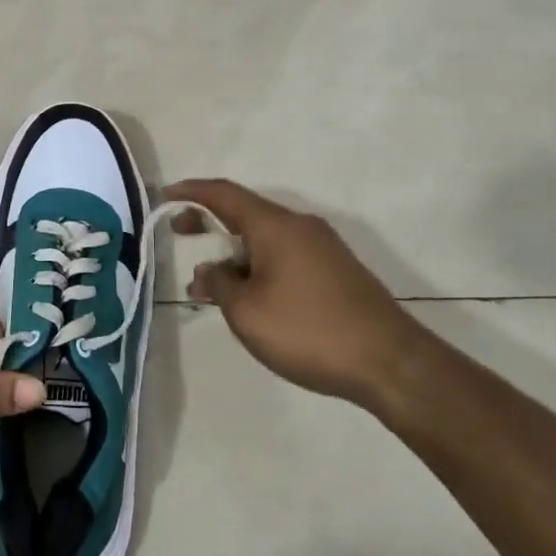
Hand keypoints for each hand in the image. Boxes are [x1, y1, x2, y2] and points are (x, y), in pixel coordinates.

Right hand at [165, 179, 426, 401]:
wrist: (390, 363)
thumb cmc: (308, 330)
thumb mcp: (246, 311)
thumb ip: (219, 283)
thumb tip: (209, 271)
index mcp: (275, 226)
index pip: (224, 194)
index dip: (191, 192)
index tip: (165, 196)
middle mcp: (300, 227)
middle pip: (245, 213)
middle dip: (209, 221)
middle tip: (178, 232)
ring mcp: (322, 248)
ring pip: (265, 240)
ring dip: (233, 254)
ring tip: (209, 288)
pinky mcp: (336, 271)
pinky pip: (284, 256)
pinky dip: (257, 266)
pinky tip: (248, 298)